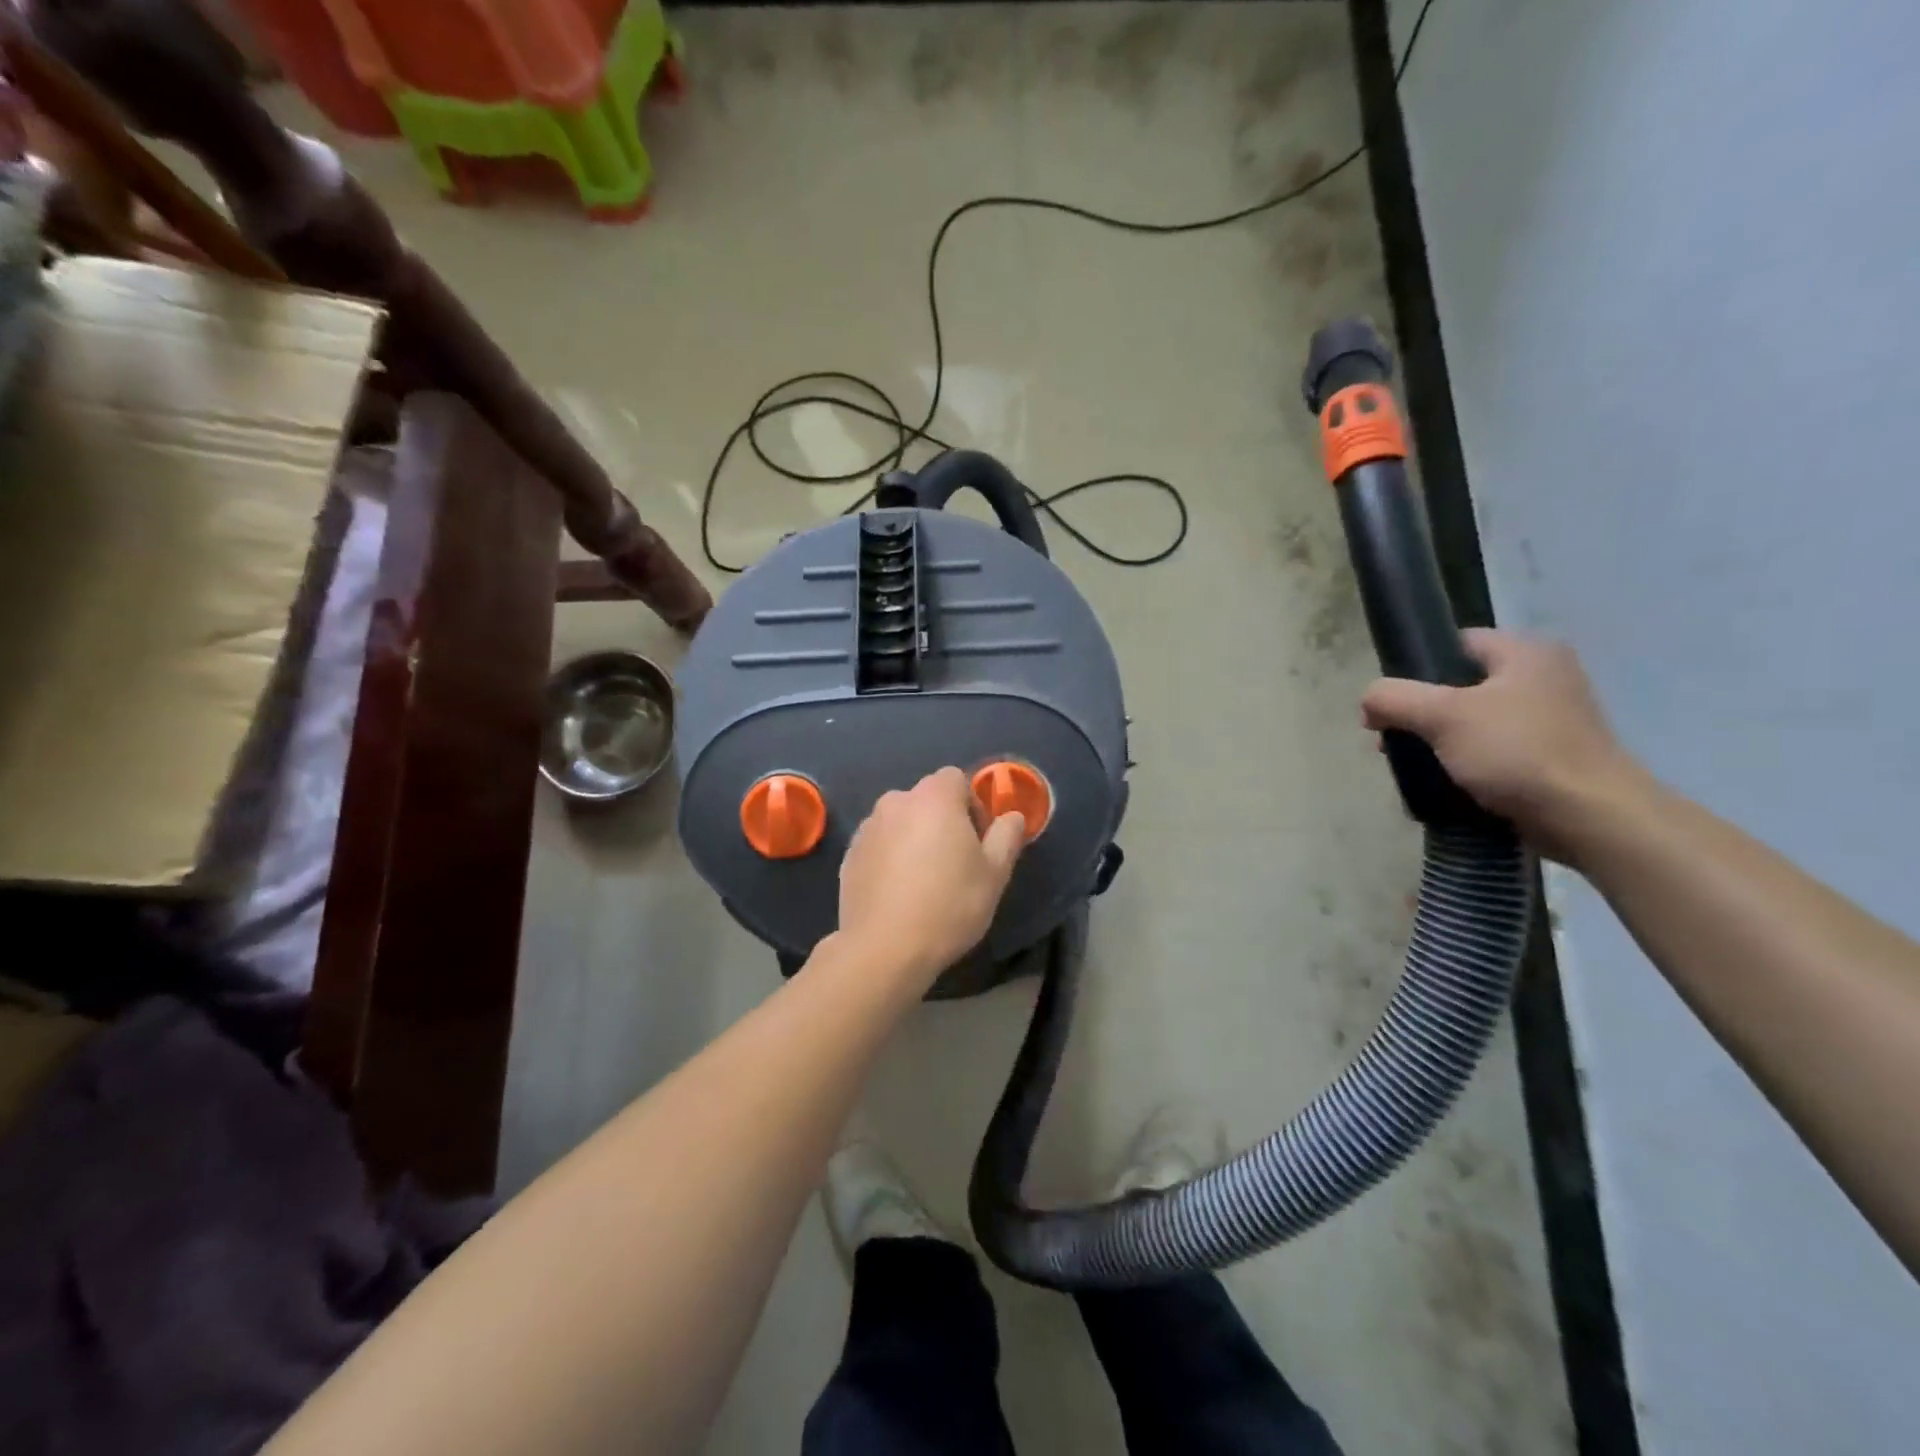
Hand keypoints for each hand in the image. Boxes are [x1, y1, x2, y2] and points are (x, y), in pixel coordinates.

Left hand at [837, 767, 1026, 986]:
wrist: (884, 948)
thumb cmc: (949, 905)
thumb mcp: (994, 874)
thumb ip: (1006, 836)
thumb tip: (1013, 816)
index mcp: (934, 797)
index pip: (956, 779)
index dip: (972, 806)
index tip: (978, 841)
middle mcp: (896, 801)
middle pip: (926, 800)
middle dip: (942, 822)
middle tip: (955, 863)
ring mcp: (867, 828)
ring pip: (901, 823)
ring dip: (914, 839)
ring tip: (924, 881)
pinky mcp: (849, 855)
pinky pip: (879, 845)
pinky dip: (890, 858)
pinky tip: (899, 893)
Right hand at [1361, 630, 1650, 861]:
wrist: (1590, 817)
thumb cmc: (1517, 752)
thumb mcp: (1442, 716)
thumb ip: (1394, 698)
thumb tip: (1368, 701)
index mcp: (1527, 653)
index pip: (1457, 643)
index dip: (1416, 668)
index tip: (1392, 702)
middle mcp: (1545, 678)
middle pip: (1460, 686)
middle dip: (1421, 714)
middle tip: (1395, 740)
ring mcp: (1552, 721)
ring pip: (1473, 723)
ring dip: (1439, 743)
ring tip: (1415, 767)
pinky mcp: (1551, 759)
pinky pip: (1492, 753)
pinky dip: (1465, 765)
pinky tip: (1445, 785)